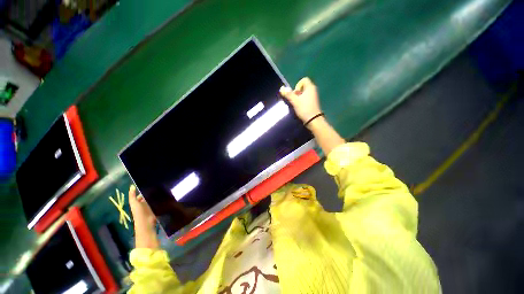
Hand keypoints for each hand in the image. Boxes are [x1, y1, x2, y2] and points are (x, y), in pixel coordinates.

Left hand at [129, 185, 158, 248]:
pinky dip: (160, 200)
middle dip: (151, 193)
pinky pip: (157, 203)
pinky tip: (164, 196)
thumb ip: (132, 195)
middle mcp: (143, 205)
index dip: (143, 190)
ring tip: (162, 189)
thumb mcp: (134, 203)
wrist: (146, 223)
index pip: (140, 195)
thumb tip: (132, 186)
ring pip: (152, 200)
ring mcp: (150, 207)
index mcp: (137, 203)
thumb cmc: (139, 213)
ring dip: (156, 196)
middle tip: (158, 186)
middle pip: (147, 197)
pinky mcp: (156, 209)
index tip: (150, 185)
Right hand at [280, 77, 321, 123]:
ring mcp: (313, 97)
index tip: (295, 93)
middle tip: (294, 99)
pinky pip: (306, 98)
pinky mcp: (313, 103)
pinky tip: (300, 108)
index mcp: (310, 87)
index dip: (297, 85)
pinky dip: (302, 101)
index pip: (304, 80)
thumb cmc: (304, 108)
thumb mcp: (295, 101)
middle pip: (303, 87)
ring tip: (296, 104)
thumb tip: (282, 88)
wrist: (313, 120)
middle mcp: (313, 90)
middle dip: (296, 92)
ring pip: (304, 94)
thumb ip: (288, 94)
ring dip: (298, 98)